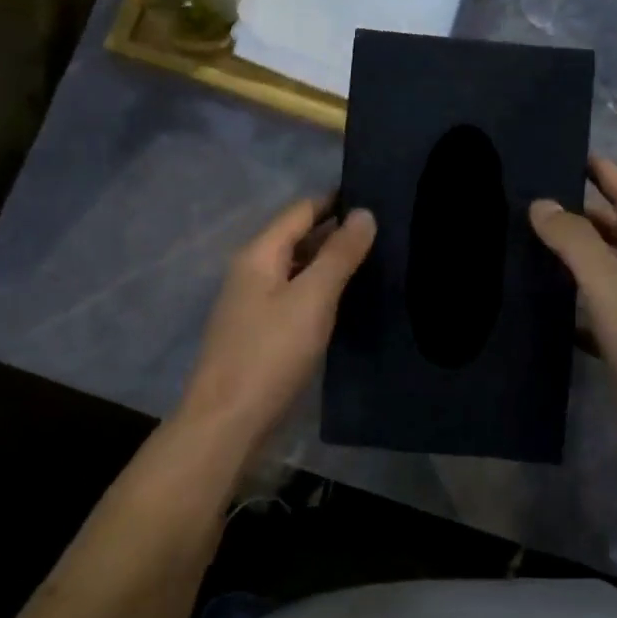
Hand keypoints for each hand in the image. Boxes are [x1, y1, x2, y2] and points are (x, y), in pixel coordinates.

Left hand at [177, 196, 375, 454]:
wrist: (228, 421)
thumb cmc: (271, 353)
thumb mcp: (312, 298)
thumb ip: (339, 254)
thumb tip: (364, 213)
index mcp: (259, 254)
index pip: (301, 210)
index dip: (336, 200)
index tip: (377, 196)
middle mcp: (253, 271)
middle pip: (299, 238)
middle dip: (338, 231)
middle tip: (388, 231)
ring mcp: (255, 303)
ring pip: (299, 270)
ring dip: (332, 262)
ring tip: (379, 261)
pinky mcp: (263, 332)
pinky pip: (297, 297)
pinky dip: (323, 291)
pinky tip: (350, 300)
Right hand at [530, 159, 616, 482]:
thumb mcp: (611, 284)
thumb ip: (576, 241)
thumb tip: (541, 205)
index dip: (601, 171)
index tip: (562, 154)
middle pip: (612, 228)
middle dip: (576, 212)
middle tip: (525, 202)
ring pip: (600, 268)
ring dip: (569, 256)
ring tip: (521, 245)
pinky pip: (592, 308)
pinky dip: (569, 301)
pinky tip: (537, 305)